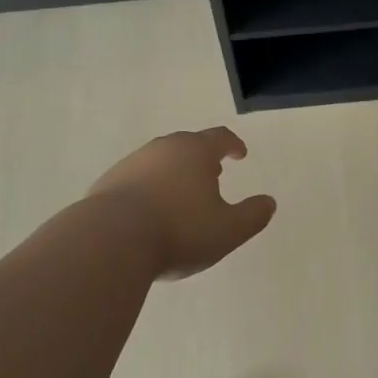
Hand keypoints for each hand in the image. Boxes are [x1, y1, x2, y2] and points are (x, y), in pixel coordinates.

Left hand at [88, 128, 275, 280]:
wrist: (110, 240)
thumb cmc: (178, 231)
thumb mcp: (227, 230)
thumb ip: (252, 216)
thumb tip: (269, 202)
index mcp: (195, 151)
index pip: (220, 138)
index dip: (233, 145)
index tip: (240, 154)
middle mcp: (164, 148)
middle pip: (188, 145)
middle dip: (203, 158)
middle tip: (213, 175)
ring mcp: (133, 162)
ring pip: (161, 160)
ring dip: (174, 173)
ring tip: (181, 195)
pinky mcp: (109, 181)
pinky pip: (137, 179)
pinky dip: (149, 188)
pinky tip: (149, 212)